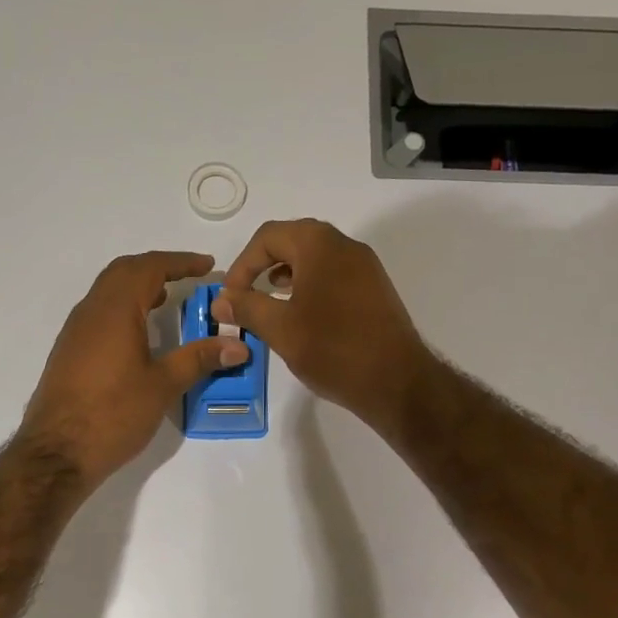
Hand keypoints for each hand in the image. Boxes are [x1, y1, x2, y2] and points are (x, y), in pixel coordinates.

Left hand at [19, 251, 248, 487]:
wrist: (56, 453)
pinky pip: (99, 313)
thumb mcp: (162, 385)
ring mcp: (75, 331)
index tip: (207, 266)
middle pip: (124, 271)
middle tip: (188, 277)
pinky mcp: (69, 351)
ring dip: (138, 287)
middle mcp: (91, 311)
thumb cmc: (113, 414)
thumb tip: (238, 346)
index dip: (180, 262)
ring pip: (108, 291)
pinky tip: (139, 333)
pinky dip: (123, 308)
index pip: (149, 268)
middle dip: (157, 268)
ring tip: (167, 300)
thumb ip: (199, 359)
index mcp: (114, 310)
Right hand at [214, 219, 432, 434]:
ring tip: (270, 302)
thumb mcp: (280, 329)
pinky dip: (311, 285)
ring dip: (287, 274)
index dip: (242, 264)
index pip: (268, 236)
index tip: (230, 296)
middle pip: (294, 240)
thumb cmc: (333, 349)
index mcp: (319, 244)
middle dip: (264, 264)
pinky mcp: (376, 289)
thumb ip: (246, 308)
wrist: (397, 381)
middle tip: (247, 294)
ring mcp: (366, 266)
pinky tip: (303, 314)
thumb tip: (221, 300)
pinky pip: (335, 274)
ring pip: (316, 257)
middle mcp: (345, 245)